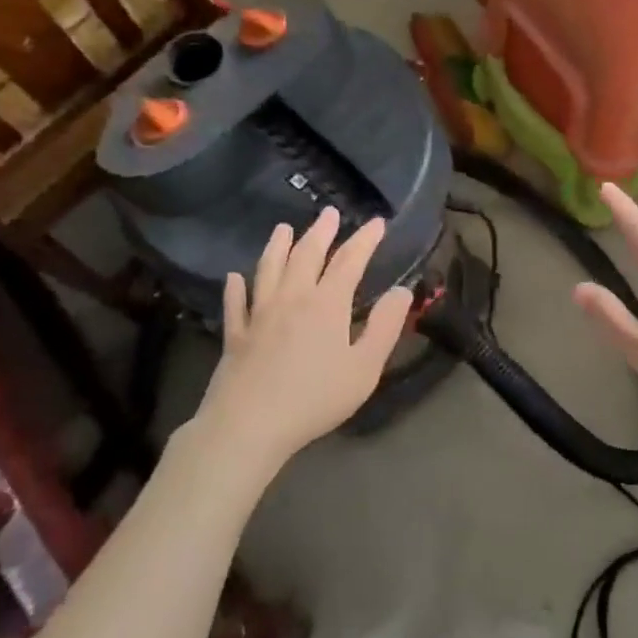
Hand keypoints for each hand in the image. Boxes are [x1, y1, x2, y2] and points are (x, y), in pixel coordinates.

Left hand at [194, 208, 413, 470]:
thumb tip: (402, 290)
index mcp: (326, 304)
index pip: (349, 261)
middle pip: (306, 255)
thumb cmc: (315, 398)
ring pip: (269, 270)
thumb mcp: (364, 368)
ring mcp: (259, 315)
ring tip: (283, 229)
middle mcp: (291, 298)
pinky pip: (235, 303)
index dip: (365, 240)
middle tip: (328, 213)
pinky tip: (234, 277)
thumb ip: (385, 327)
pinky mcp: (236, 335)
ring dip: (278, 246)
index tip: (377, 223)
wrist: (249, 425)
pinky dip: (236, 287)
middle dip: (321, 232)